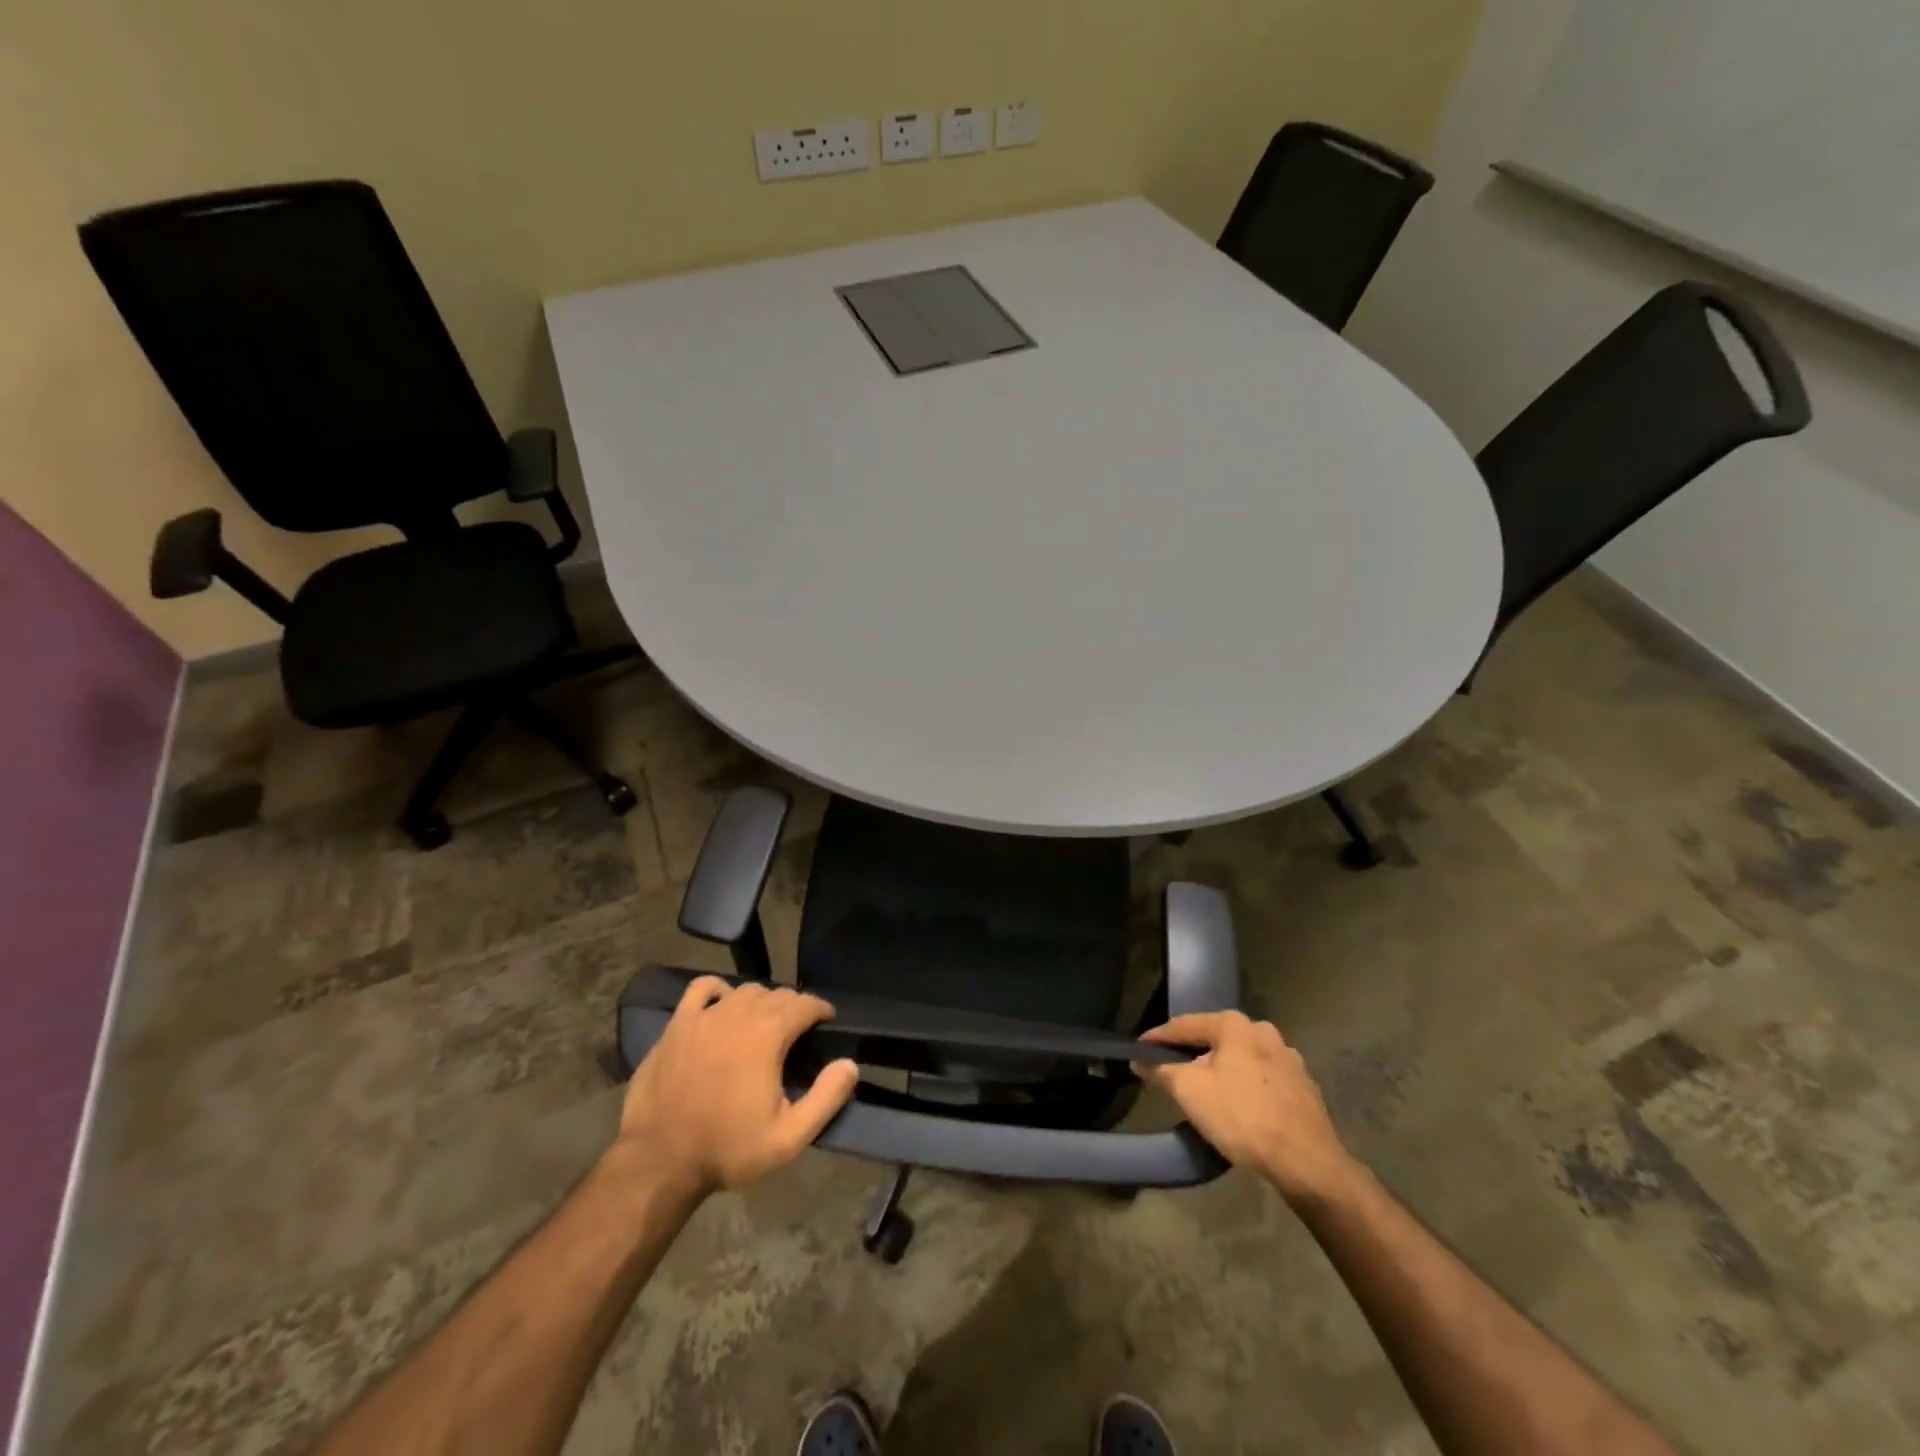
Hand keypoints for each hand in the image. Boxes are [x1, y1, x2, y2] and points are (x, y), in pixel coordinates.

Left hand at [615, 977, 859, 1199]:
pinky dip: (718, 990)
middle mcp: (738, 1013)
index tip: (826, 1023)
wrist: (658, 1162)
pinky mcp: (677, 1025)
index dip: (821, 1010)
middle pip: (777, 994)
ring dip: (761, 1001)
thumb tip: (849, 1064)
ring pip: (744, 990)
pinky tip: (722, 1006)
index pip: (805, 1003)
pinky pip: (702, 988)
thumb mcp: (788, 1137)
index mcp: (768, 1034)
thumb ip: (826, 1097)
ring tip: (765, 1023)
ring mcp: (704, 1016)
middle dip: (794, 1007)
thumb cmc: (727, 1149)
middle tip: (798, 1032)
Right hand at [1135, 1011, 1355, 1203]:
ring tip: (1204, 1092)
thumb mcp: (1189, 1091)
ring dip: (1220, 1070)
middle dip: (1191, 1054)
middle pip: (1215, 1040)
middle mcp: (1263, 1031)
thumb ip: (1161, 1070)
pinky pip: (1262, 1079)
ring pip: (1241, 1059)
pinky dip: (1245, 1087)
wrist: (1308, 1163)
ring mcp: (1289, 1058)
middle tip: (1170, 1072)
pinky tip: (1239, 1107)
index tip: (1138, 1050)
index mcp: (1234, 1025)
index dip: (1157, 1038)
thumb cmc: (1242, 1117)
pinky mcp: (1304, 1086)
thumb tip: (1140, 1061)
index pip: (1184, 1025)